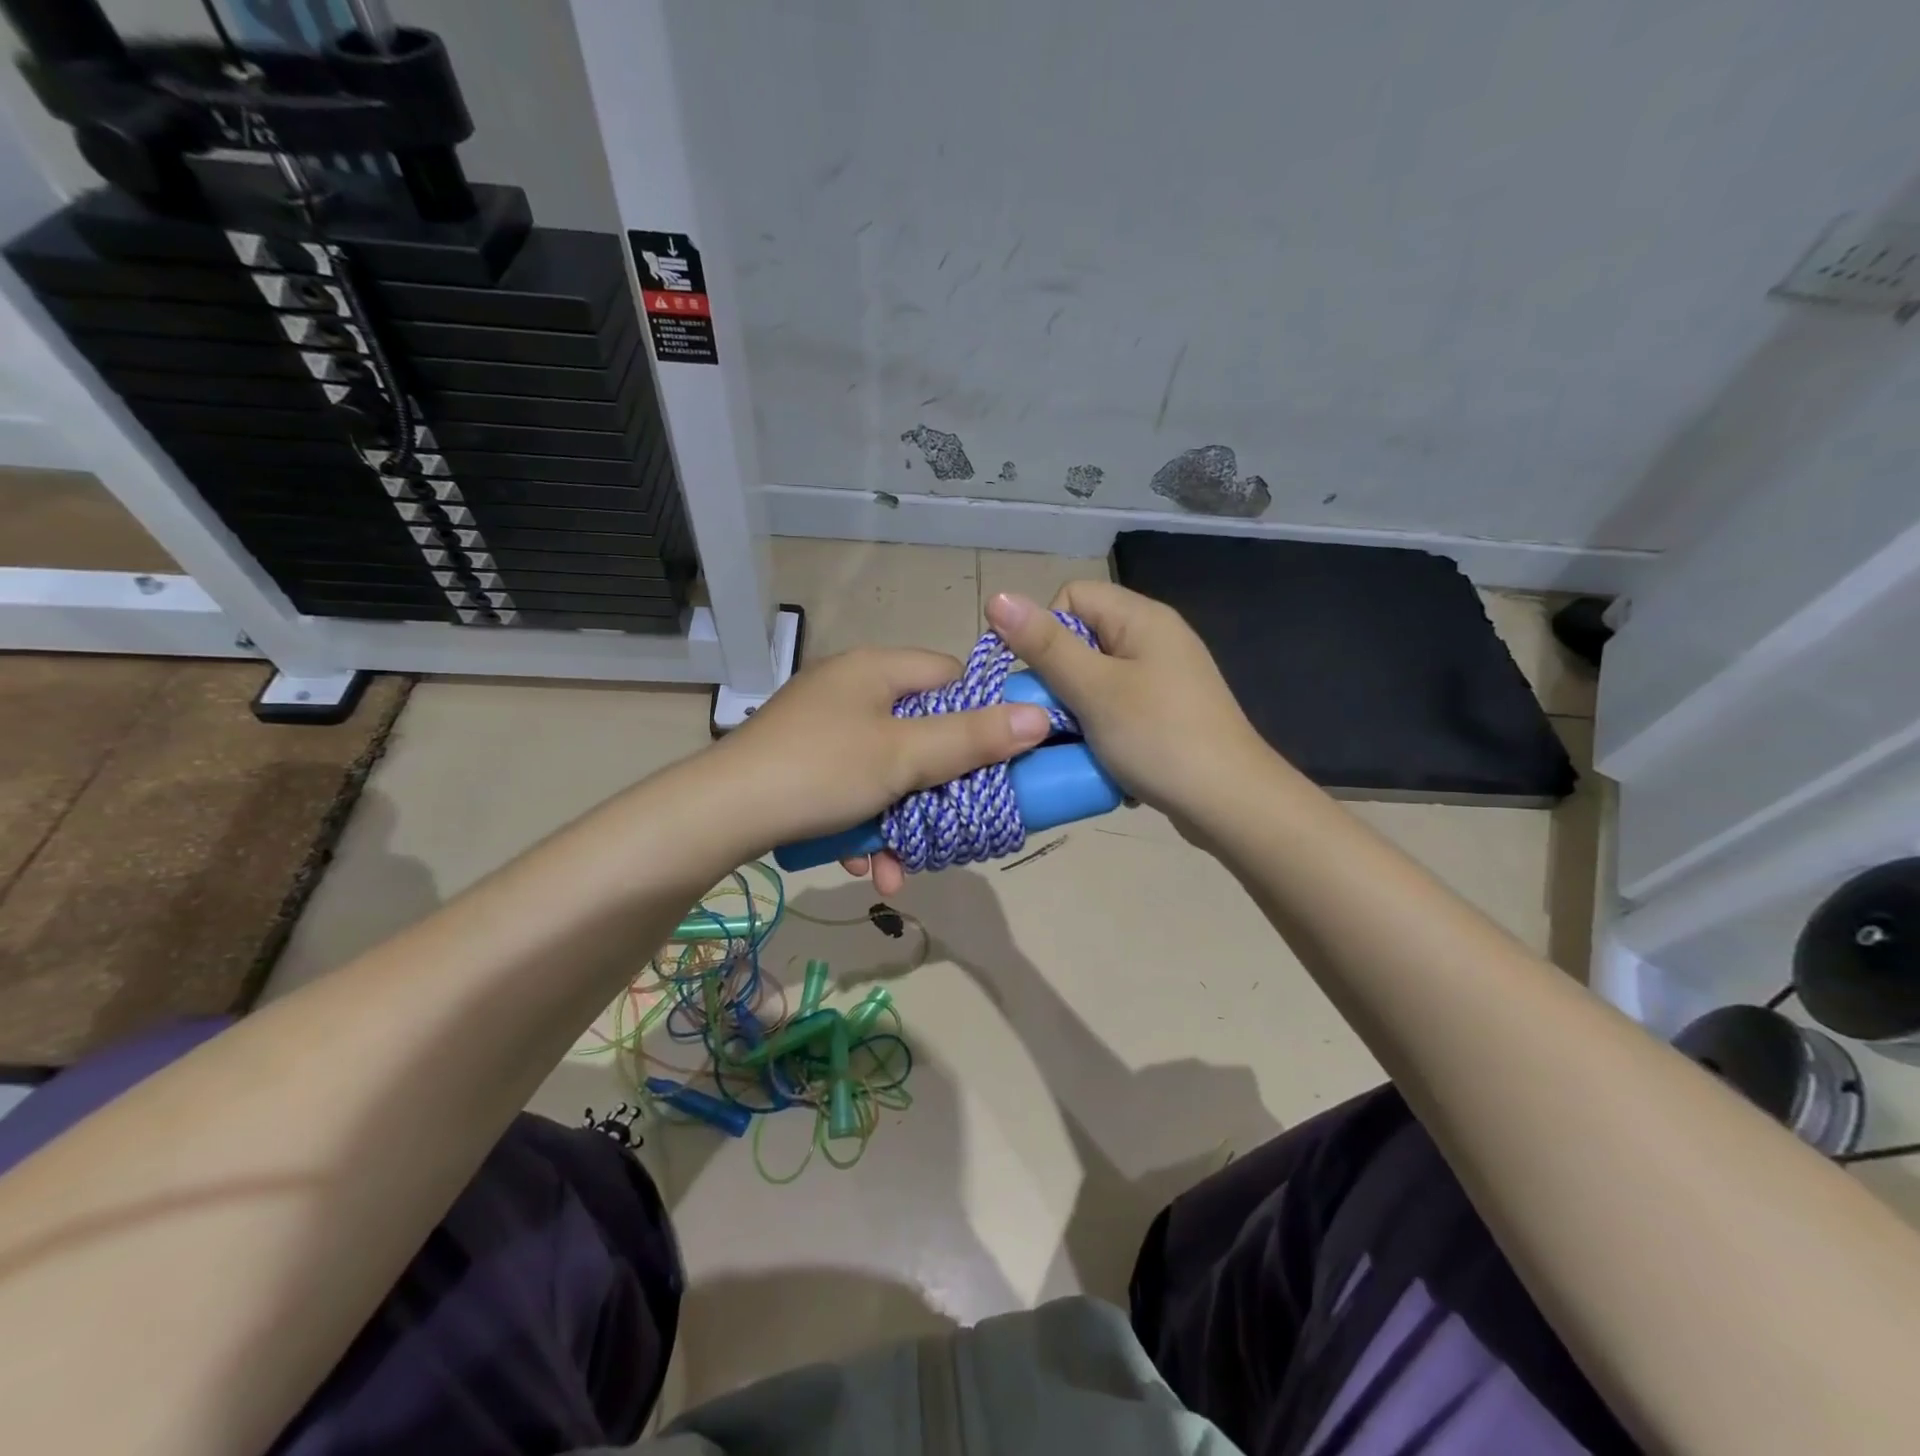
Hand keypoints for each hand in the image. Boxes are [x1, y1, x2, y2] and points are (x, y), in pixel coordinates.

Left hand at [706, 646, 1051, 886]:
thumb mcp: (904, 757)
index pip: (952, 676)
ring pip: (889, 769)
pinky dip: (865, 823)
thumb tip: (1039, 716)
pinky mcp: (804, 763)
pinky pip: (854, 787)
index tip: (997, 760)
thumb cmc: (822, 772)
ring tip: (899, 866)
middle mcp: (852, 689)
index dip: (981, 715)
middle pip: (923, 730)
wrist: (719, 816)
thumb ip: (972, 738)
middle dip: (939, 787)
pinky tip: (862, 864)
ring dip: (901, 819)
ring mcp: (824, 727)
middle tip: (956, 823)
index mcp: (877, 669)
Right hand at [984, 582, 1267, 824]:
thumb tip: (996, 596)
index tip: (1035, 679)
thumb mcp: (1094, 689)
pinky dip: (1100, 730)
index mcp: (1141, 618)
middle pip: (1081, 640)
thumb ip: (1045, 645)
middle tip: (1052, 718)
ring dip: (1076, 710)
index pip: (1071, 597)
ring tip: (1076, 742)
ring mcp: (1163, 678)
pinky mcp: (1165, 713)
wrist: (1230, 803)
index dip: (1043, 632)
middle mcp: (1154, 639)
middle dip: (1057, 679)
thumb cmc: (1159, 738)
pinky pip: (1115, 708)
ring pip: (1094, 680)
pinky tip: (1101, 757)